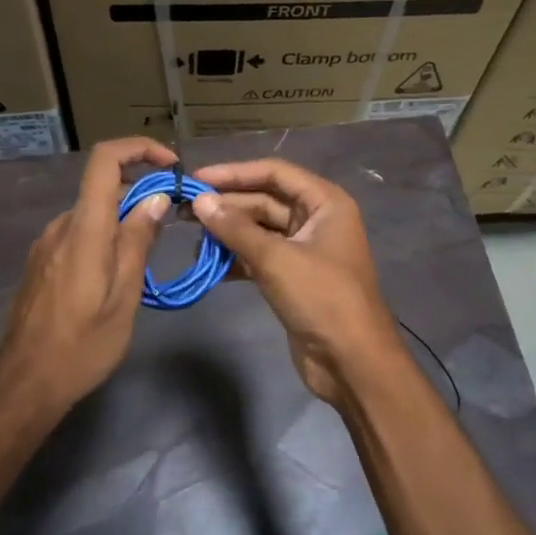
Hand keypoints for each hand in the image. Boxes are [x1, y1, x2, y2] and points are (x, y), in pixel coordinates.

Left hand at [0, 137, 175, 419]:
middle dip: (141, 196)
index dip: (139, 149)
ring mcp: (46, 244)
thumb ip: (138, 241)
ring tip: (147, 258)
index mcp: (84, 228)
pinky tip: (118, 275)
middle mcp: (61, 225)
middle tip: (171, 225)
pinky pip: (79, 235)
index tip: (170, 166)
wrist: (24, 382)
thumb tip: (156, 198)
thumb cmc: (83, 344)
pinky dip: (104, 238)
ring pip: (93, 215)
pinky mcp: (41, 263)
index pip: (105, 160)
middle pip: (103, 188)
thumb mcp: (124, 295)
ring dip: (123, 221)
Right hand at [190, 159, 401, 406]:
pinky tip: (208, 263)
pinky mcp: (293, 278)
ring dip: (228, 232)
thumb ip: (236, 228)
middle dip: (227, 204)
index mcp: (325, 203)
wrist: (352, 361)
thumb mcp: (276, 259)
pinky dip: (236, 258)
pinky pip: (260, 257)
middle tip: (182, 209)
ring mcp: (305, 250)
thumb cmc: (322, 298)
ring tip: (190, 235)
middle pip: (265, 200)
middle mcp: (317, 220)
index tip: (196, 178)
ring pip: (260, 230)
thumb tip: (200, 201)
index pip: (275, 173)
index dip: (235, 173)